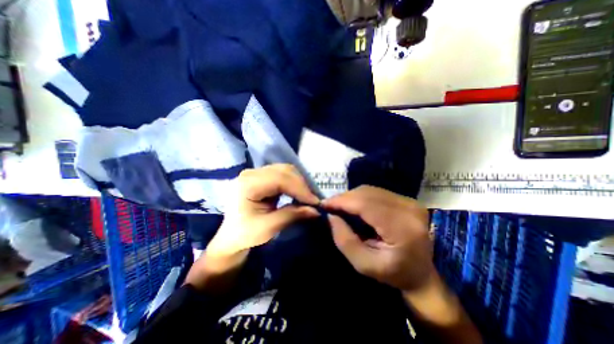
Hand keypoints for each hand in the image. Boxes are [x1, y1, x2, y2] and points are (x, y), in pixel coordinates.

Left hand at [207, 164, 321, 257]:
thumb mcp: (268, 228)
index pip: (280, 179)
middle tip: (312, 201)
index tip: (315, 202)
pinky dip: (294, 183)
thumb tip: (316, 211)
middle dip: (302, 185)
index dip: (300, 189)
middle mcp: (252, 173)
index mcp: (248, 184)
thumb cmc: (245, 234)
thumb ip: (292, 216)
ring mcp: (256, 172)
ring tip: (307, 197)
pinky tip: (298, 193)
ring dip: (299, 183)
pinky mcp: (262, 176)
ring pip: (286, 170)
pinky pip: (283, 174)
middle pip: (285, 170)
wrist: (231, 235)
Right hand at [324, 186, 432, 292]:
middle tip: (330, 206)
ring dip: (351, 196)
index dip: (342, 201)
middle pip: (367, 193)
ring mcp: (410, 202)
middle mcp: (408, 209)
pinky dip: (360, 196)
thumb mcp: (363, 265)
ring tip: (340, 206)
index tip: (324, 204)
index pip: (366, 205)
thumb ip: (344, 240)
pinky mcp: (407, 199)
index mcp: (402, 228)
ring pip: (370, 190)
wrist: (422, 274)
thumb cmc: (393, 274)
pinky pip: (376, 192)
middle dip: (344, 198)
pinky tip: (354, 205)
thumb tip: (331, 216)